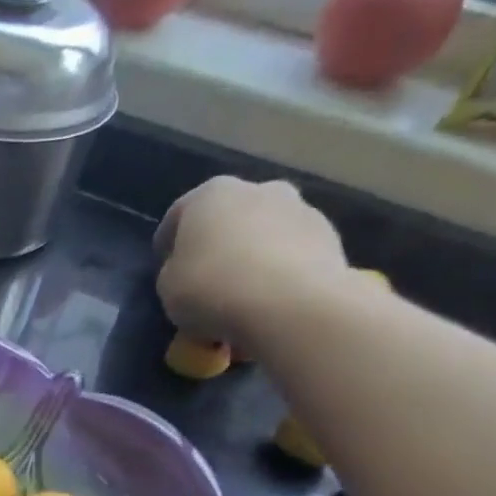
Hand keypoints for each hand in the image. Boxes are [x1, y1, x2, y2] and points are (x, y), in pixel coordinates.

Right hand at [155, 177, 349, 344]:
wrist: (290, 305)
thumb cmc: (211, 288)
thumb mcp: (167, 286)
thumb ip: (175, 271)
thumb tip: (190, 271)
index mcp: (211, 194)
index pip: (179, 215)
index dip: (167, 244)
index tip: (165, 269)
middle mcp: (260, 190)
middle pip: (229, 219)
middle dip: (218, 246)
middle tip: (206, 282)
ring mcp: (301, 210)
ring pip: (264, 236)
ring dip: (252, 260)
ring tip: (241, 301)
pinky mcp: (330, 239)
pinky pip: (291, 257)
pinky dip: (278, 275)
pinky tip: (268, 305)